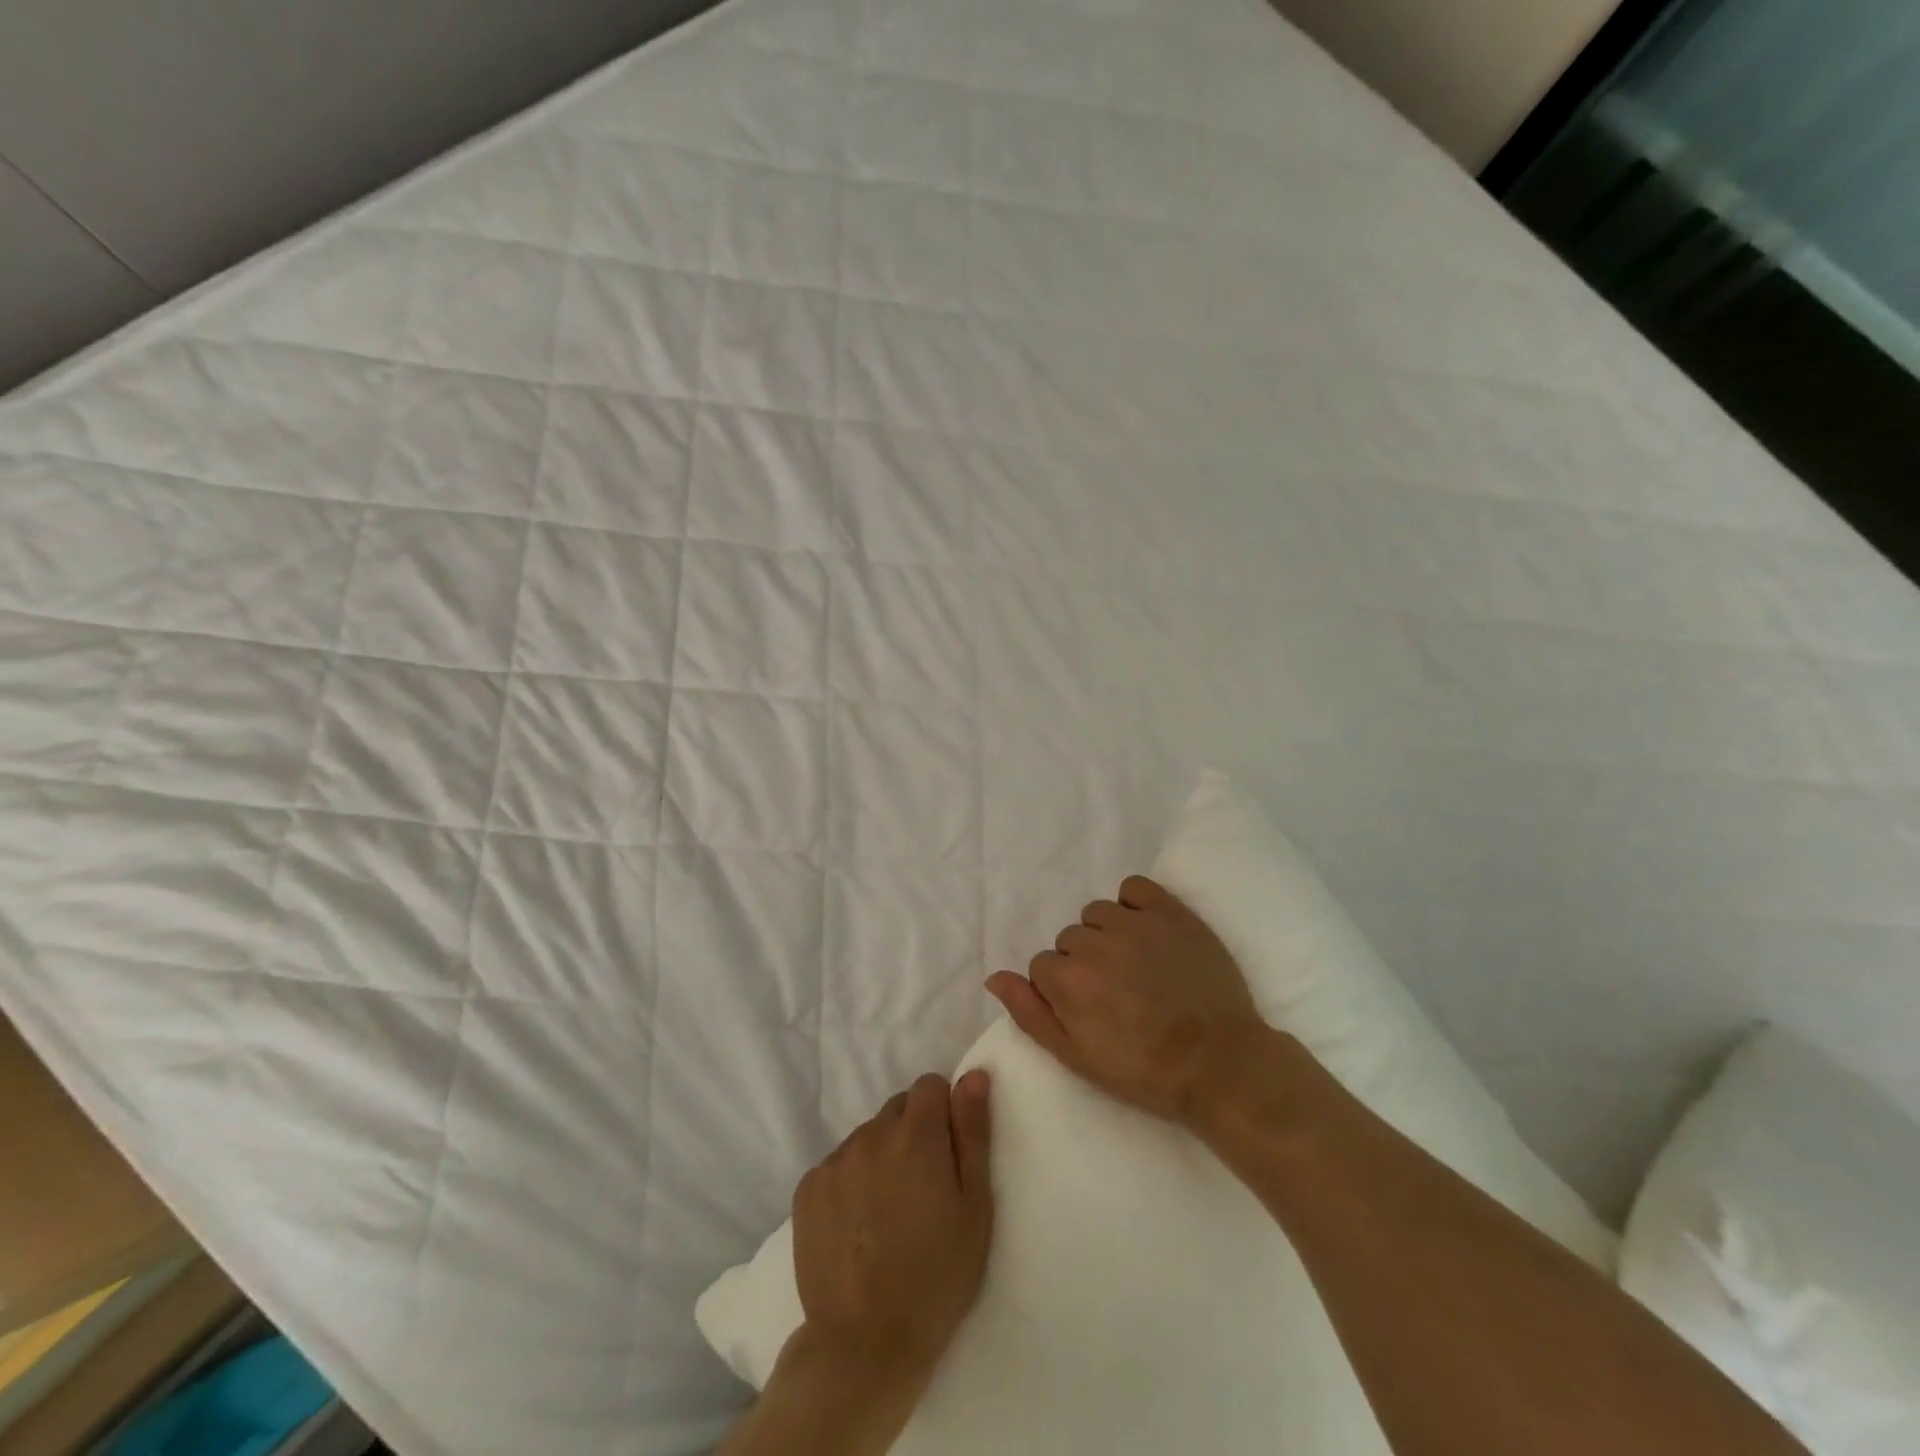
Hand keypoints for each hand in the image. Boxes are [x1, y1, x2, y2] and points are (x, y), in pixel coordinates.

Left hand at [791, 1071, 994, 1381]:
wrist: (865, 1347)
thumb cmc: (936, 1278)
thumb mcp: (975, 1207)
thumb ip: (972, 1132)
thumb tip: (974, 1074)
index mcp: (916, 1135)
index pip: (930, 1085)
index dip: (944, 1112)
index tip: (948, 1154)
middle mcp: (871, 1134)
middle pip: (898, 1109)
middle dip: (913, 1134)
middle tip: (922, 1189)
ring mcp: (834, 1160)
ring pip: (867, 1136)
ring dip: (881, 1156)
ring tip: (889, 1212)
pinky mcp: (807, 1188)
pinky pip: (838, 1164)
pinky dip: (851, 1180)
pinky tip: (858, 1224)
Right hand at [987, 875, 1264, 1126]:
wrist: (1219, 1063)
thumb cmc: (1143, 1070)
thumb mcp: (1076, 1057)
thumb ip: (1030, 1013)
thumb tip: (995, 977)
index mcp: (1067, 980)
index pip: (1043, 966)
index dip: (1063, 990)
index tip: (1090, 1010)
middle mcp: (1094, 943)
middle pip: (1070, 939)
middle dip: (1084, 962)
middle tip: (1116, 992)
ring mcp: (1133, 923)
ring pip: (1097, 913)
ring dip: (1106, 933)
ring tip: (1135, 964)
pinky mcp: (1170, 911)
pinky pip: (1133, 888)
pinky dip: (1133, 904)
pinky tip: (1146, 930)